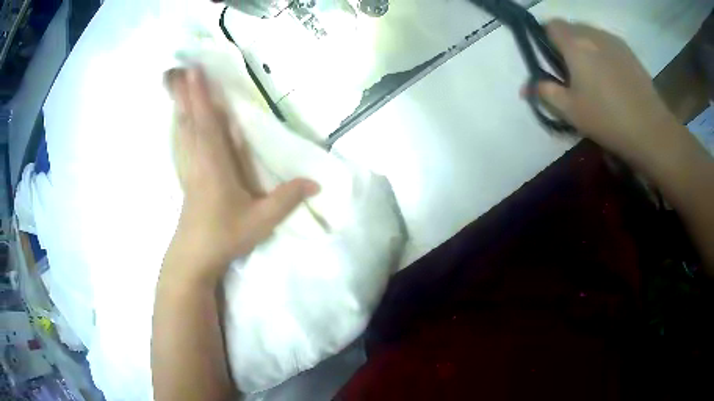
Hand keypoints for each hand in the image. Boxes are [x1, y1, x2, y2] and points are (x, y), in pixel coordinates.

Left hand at [164, 68, 318, 283]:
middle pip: (187, 120)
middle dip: (182, 93)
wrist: (194, 257)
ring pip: (180, 129)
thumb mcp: (261, 221)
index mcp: (214, 166)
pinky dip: (177, 123)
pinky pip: (179, 142)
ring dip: (178, 104)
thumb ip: (287, 199)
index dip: (200, 97)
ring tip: (176, 83)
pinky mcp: (184, 174)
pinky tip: (177, 117)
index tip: (195, 72)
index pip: (206, 125)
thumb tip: (317, 182)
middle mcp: (196, 160)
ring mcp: (186, 167)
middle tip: (178, 68)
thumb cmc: (226, 236)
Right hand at [536, 20, 680, 163]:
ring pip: (590, 34)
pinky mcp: (629, 51)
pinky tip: (612, 76)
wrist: (650, 129)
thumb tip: (526, 87)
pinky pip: (608, 43)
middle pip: (571, 28)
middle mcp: (592, 33)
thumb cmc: (607, 119)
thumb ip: (546, 92)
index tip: (551, 59)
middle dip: (566, 43)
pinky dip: (603, 52)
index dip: (546, 38)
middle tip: (573, 71)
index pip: (550, 25)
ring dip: (586, 47)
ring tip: (595, 75)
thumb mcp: (571, 111)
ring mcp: (613, 40)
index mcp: (574, 44)